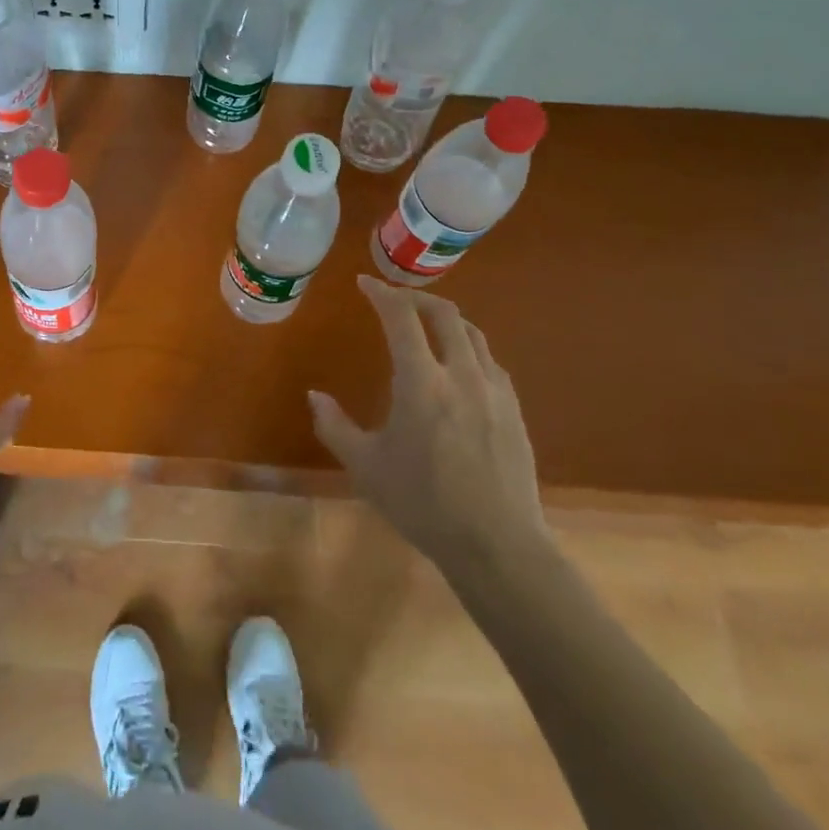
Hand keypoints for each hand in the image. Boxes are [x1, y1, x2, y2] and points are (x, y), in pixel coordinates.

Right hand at [310, 275, 550, 569]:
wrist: (498, 546)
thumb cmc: (423, 504)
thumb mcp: (366, 467)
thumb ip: (334, 426)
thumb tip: (314, 396)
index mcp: (422, 382)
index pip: (401, 317)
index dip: (381, 293)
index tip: (365, 283)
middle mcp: (461, 374)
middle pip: (444, 313)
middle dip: (416, 297)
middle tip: (394, 300)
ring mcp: (493, 390)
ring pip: (472, 333)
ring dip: (445, 319)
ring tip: (426, 325)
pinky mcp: (514, 409)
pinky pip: (490, 361)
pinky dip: (468, 347)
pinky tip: (458, 366)